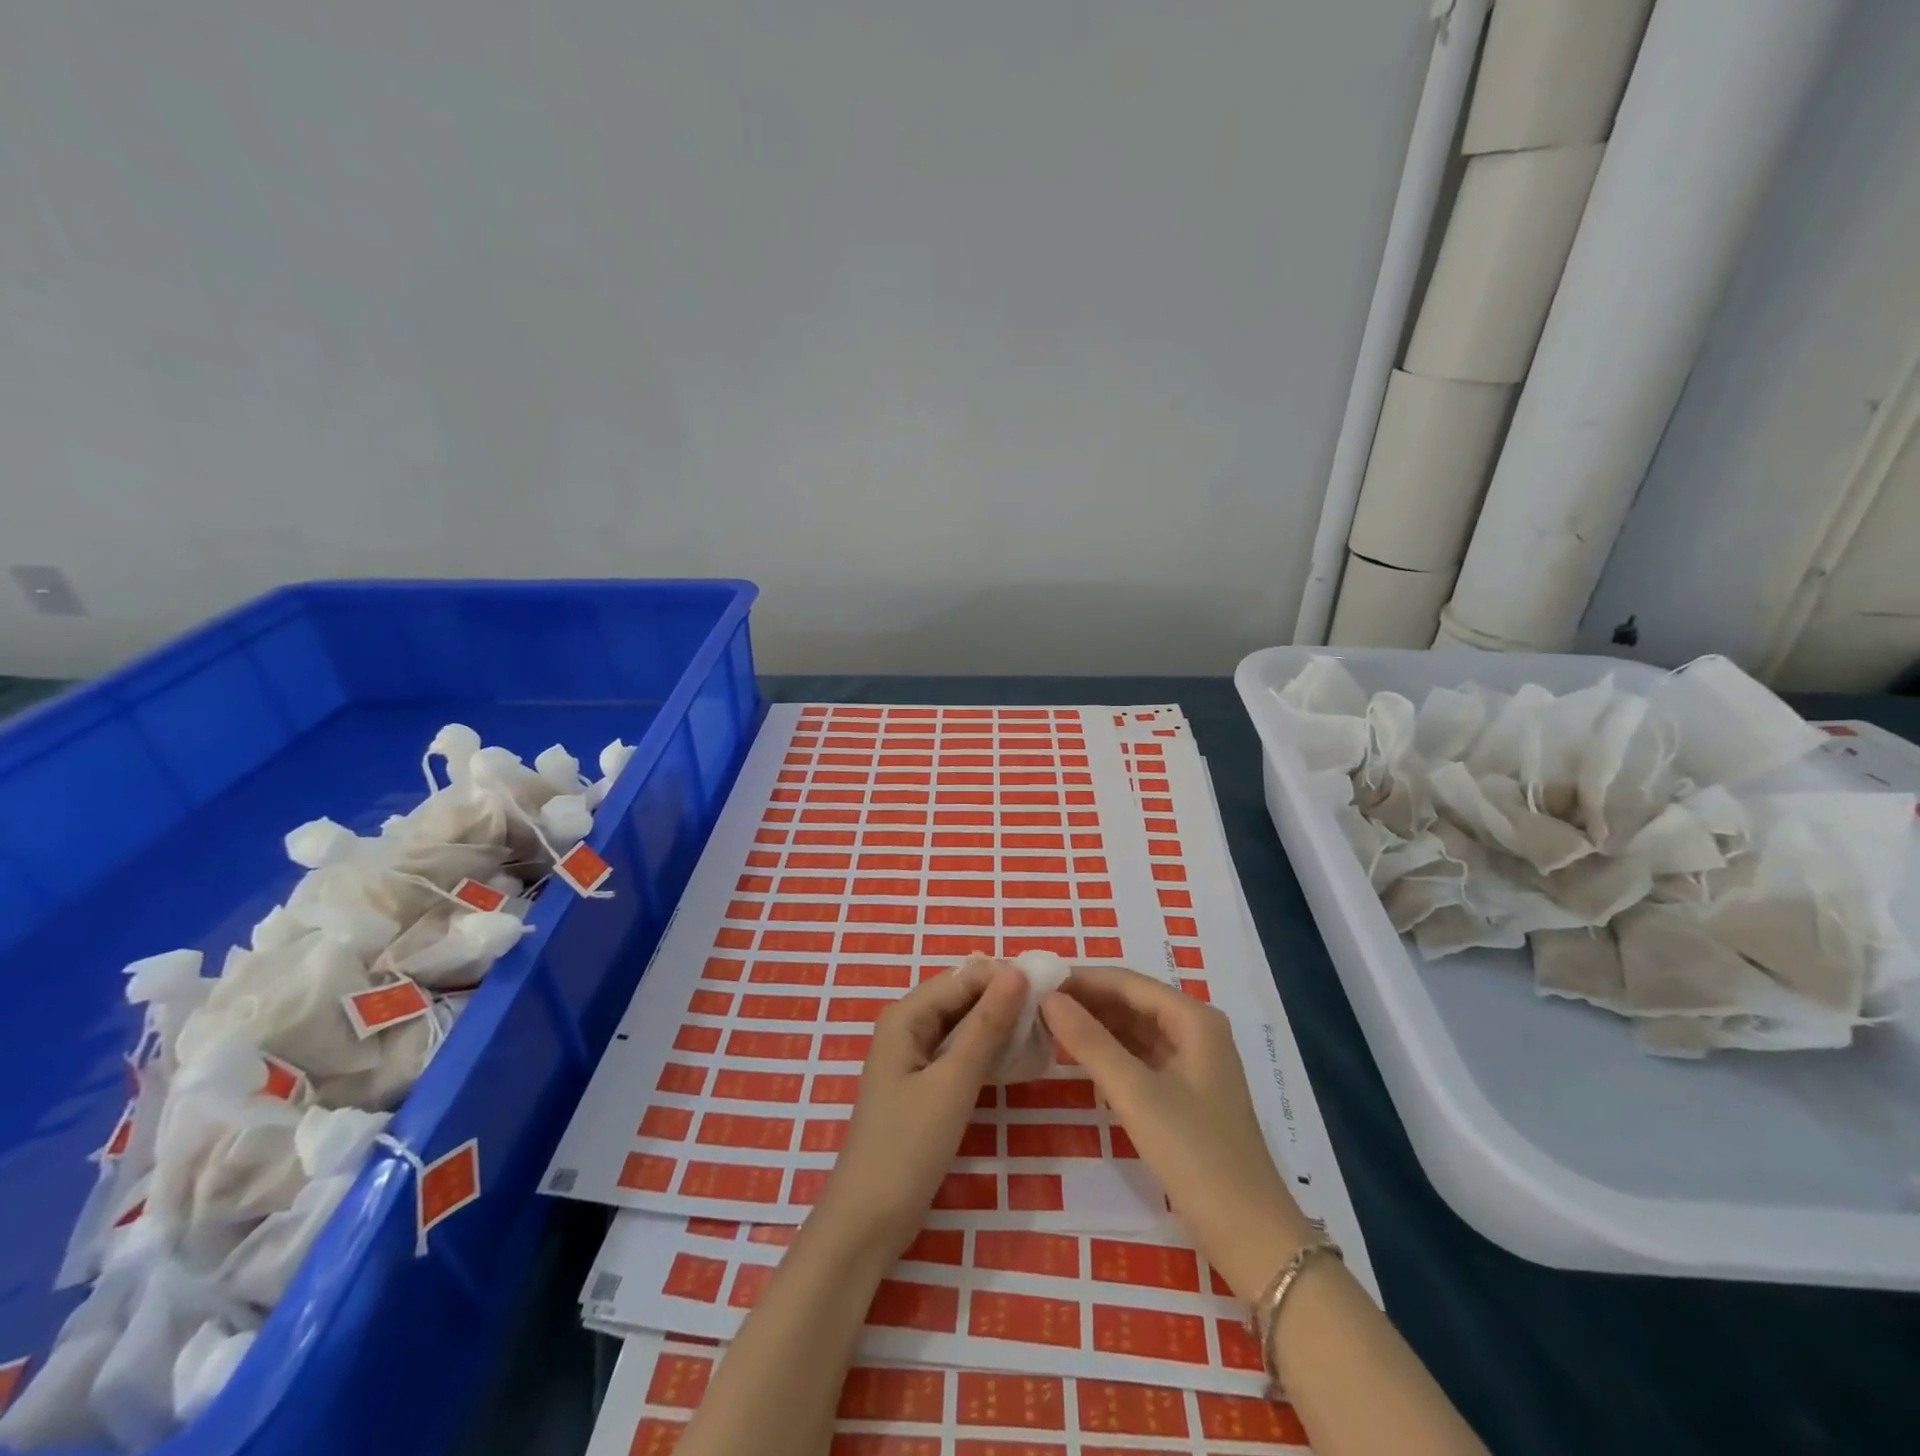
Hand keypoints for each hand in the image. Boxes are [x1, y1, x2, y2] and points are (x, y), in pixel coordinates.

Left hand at [814, 958, 1025, 1256]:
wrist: (869, 1222)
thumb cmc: (909, 1146)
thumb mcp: (954, 1082)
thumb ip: (986, 1025)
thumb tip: (1017, 972)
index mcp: (906, 1016)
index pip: (963, 977)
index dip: (1004, 977)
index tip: (1050, 988)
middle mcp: (907, 1026)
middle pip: (962, 997)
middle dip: (1002, 1000)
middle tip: (1051, 1013)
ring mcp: (913, 1057)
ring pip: (962, 1025)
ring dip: (997, 1025)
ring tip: (1042, 1033)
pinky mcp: (922, 1085)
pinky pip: (958, 1052)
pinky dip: (985, 1051)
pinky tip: (1016, 1060)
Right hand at [1041, 966, 1314, 1299]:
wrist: (1250, 1237)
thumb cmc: (1195, 1154)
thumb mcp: (1135, 1094)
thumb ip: (1089, 1041)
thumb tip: (1048, 998)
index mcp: (1193, 1019)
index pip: (1127, 982)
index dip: (1082, 979)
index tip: (1036, 980)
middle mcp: (1196, 1030)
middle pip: (1132, 1001)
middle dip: (1086, 1001)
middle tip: (1033, 1003)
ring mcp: (1193, 1062)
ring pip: (1134, 1029)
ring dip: (1095, 1026)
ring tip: (1046, 1024)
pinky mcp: (1185, 1092)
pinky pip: (1140, 1056)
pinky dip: (1109, 1052)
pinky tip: (1078, 1056)